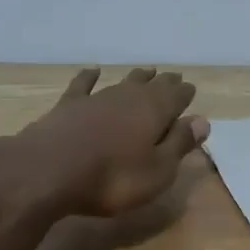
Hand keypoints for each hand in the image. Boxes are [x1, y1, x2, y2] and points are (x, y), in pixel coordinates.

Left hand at [15, 68, 209, 218]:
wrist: (48, 171)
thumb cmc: (112, 179)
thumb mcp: (158, 171)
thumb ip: (179, 144)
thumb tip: (202, 121)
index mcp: (155, 111)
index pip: (177, 97)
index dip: (185, 95)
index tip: (190, 90)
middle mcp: (128, 97)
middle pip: (151, 86)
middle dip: (164, 82)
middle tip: (173, 78)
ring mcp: (96, 98)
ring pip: (122, 82)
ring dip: (136, 78)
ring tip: (146, 72)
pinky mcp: (68, 106)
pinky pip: (84, 85)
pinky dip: (90, 77)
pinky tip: (93, 71)